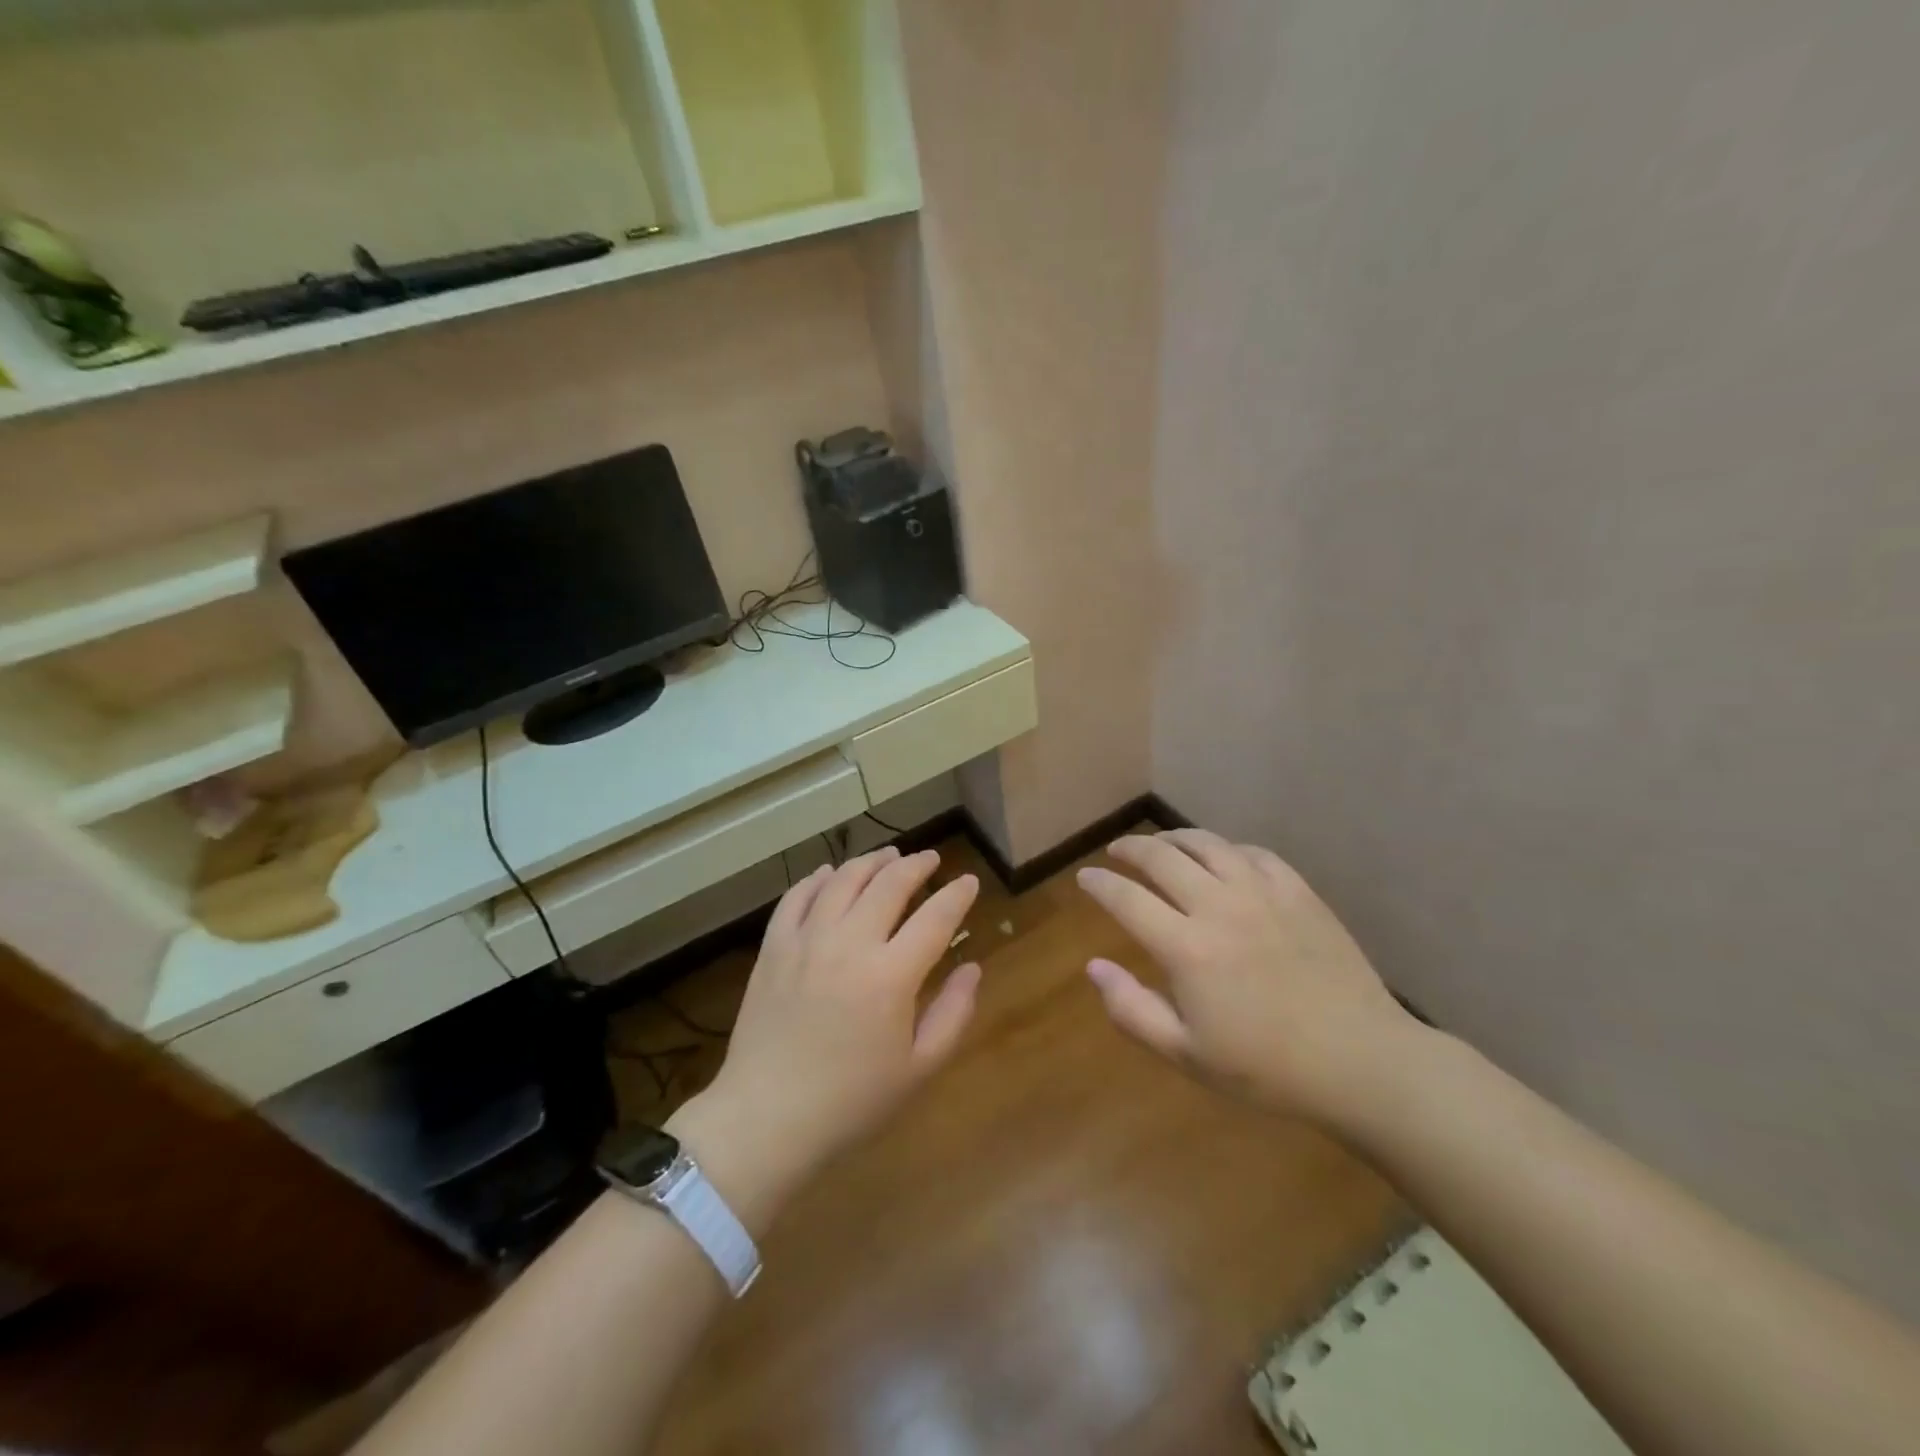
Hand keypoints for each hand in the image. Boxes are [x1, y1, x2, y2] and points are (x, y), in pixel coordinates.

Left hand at [673, 847, 980, 1210]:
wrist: (765, 1119)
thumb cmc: (851, 1102)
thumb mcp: (918, 1069)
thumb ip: (952, 1013)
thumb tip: (972, 968)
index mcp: (891, 976)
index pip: (935, 918)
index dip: (957, 895)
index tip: (969, 881)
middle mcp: (849, 944)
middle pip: (889, 884)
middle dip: (916, 865)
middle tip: (931, 859)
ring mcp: (806, 941)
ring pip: (843, 880)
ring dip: (871, 861)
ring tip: (889, 855)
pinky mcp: (774, 948)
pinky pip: (797, 897)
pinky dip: (817, 878)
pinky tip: (830, 873)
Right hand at [1076, 829, 1421, 1124]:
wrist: (1361, 1061)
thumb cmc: (1267, 1068)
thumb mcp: (1186, 1054)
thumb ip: (1132, 1009)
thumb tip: (1093, 967)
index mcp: (1186, 948)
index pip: (1127, 899)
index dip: (1099, 884)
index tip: (1085, 877)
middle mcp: (1218, 907)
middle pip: (1162, 858)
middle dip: (1131, 849)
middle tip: (1116, 852)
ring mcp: (1262, 894)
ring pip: (1207, 844)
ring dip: (1174, 838)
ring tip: (1161, 843)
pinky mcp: (1299, 892)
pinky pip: (1253, 853)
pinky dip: (1226, 848)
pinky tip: (1222, 857)